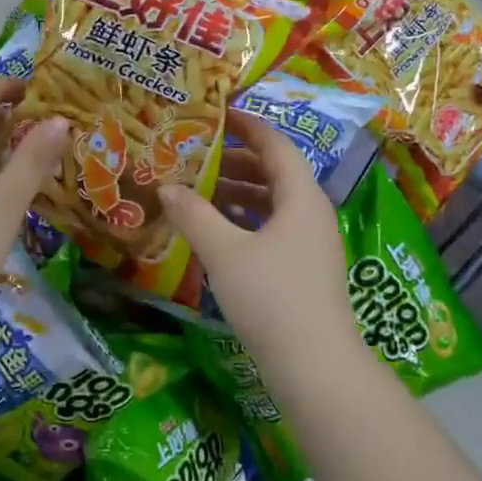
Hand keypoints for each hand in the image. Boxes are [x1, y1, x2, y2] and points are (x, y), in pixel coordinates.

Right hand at [159, 110, 359, 388]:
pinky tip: (218, 231)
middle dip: (236, 161)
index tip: (217, 114)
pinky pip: (273, 228)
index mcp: (301, 197)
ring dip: (239, 192)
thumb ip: (194, 215)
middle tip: (196, 156)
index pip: (275, 145)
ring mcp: (311, 243)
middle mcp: (311, 213)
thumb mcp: (225, 252)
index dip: (247, 126)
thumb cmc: (271, 298)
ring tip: (199, 191)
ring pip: (273, 203)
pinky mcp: (304, 269)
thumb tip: (166, 187)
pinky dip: (246, 220)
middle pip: (275, 173)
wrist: (315, 366)